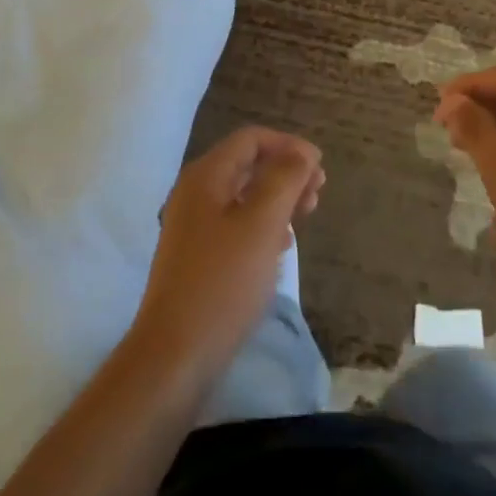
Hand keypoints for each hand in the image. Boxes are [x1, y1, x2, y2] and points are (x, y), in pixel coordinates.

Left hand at [130, 127, 323, 379]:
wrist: (174, 356)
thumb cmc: (223, 282)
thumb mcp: (262, 224)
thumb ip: (284, 179)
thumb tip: (302, 151)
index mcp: (206, 176)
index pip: (251, 139)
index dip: (288, 145)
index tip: (320, 167)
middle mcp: (195, 192)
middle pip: (247, 165)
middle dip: (286, 172)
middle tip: (318, 193)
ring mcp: (192, 226)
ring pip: (243, 196)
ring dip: (277, 199)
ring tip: (306, 216)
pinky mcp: (196, 257)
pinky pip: (235, 224)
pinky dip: (262, 225)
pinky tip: (280, 247)